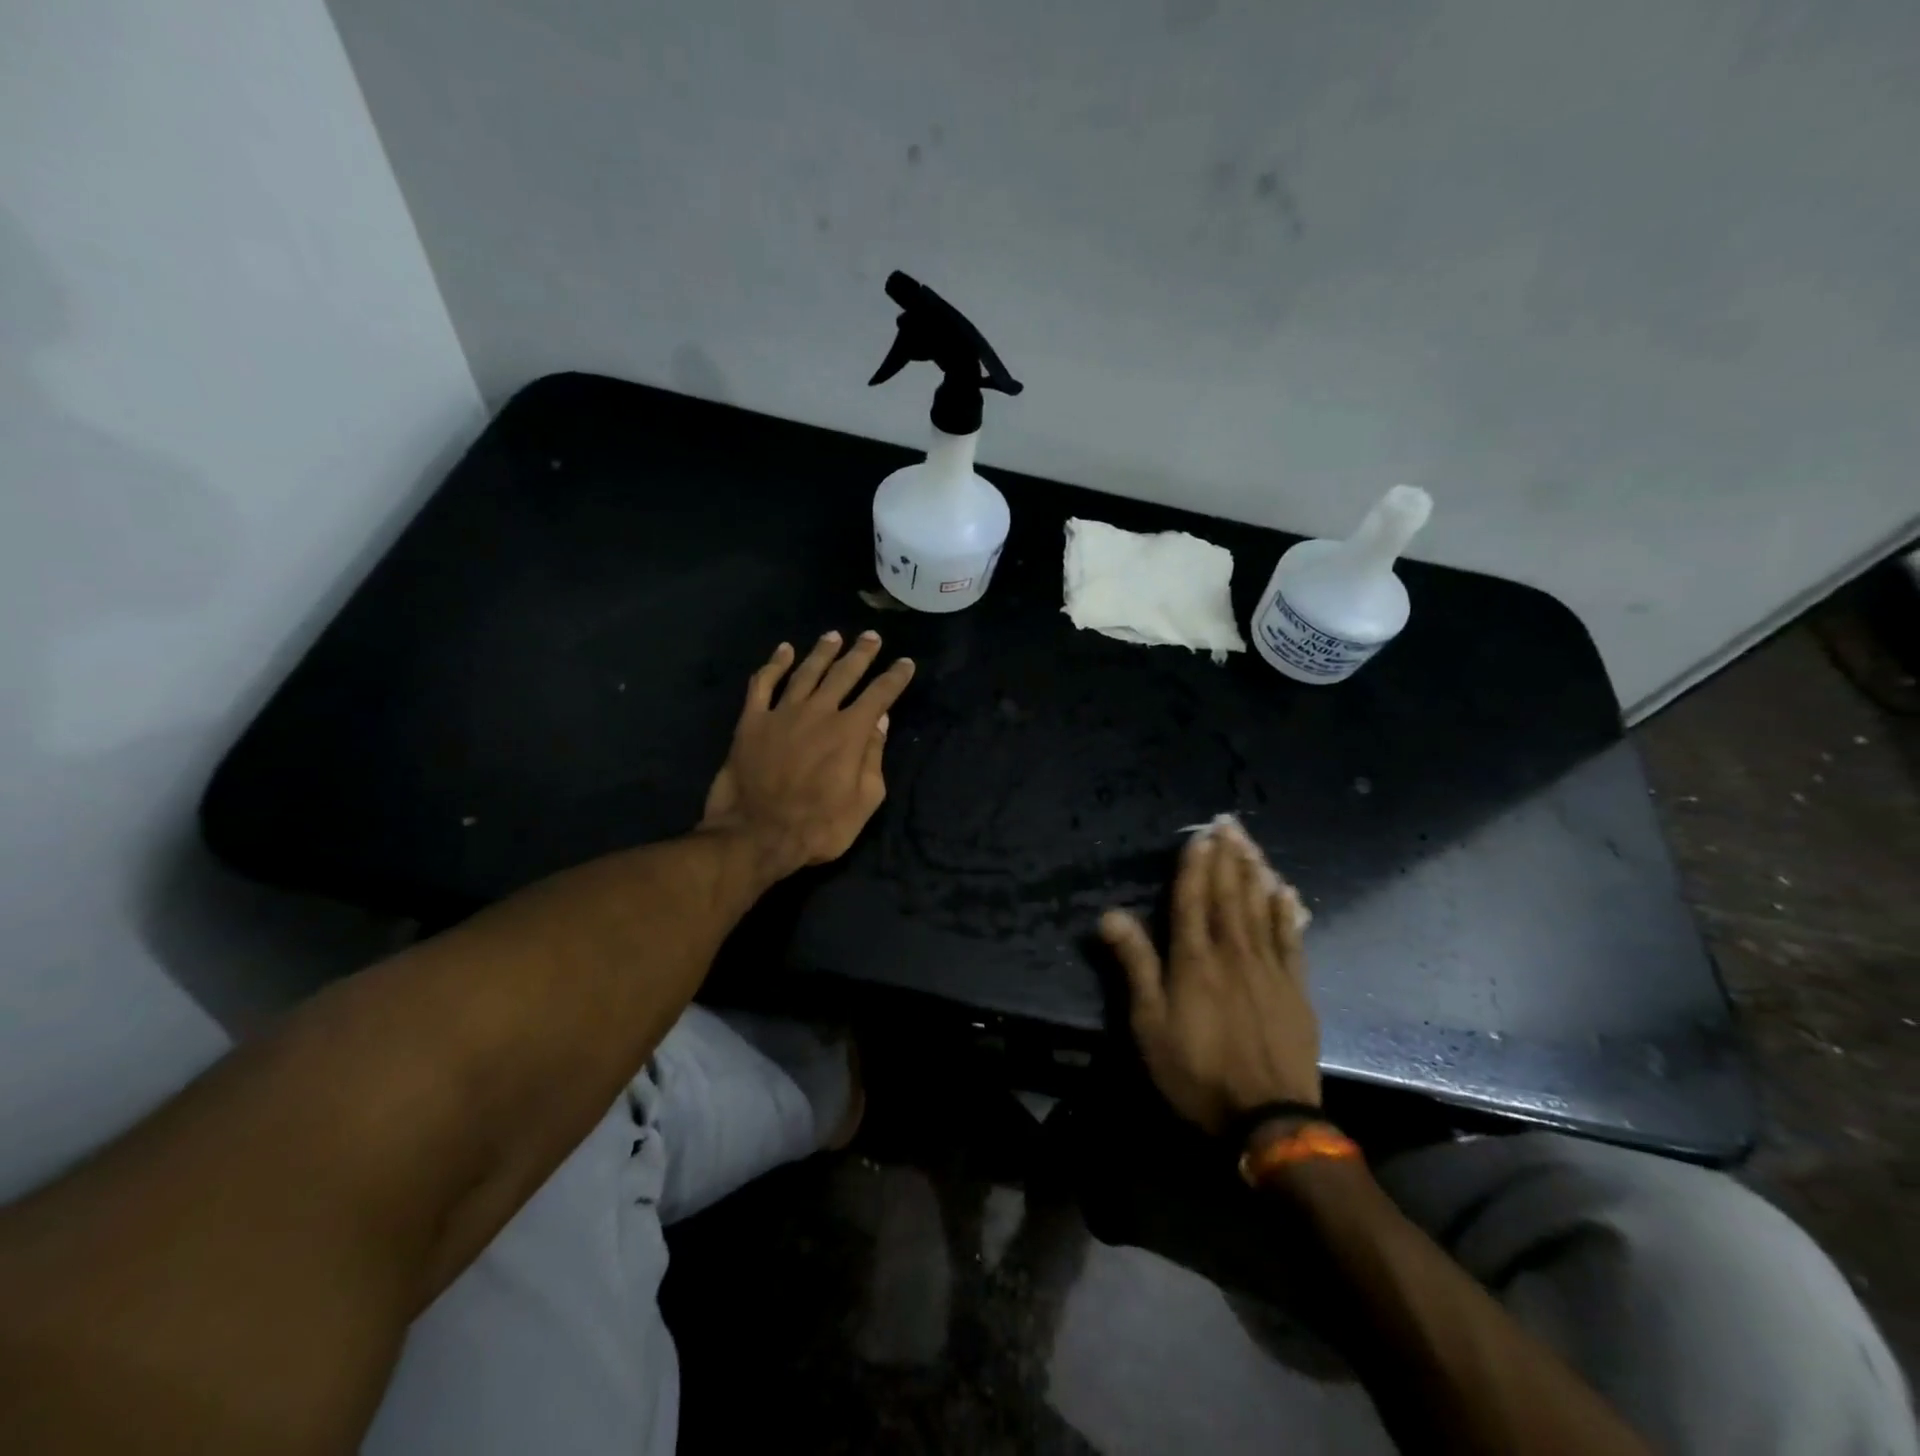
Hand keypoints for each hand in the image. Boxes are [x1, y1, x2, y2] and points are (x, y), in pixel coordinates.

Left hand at [700, 631, 915, 875]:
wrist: (757, 835)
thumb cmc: (819, 827)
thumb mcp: (864, 801)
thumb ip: (873, 757)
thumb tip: (880, 722)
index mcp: (850, 732)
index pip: (880, 695)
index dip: (895, 677)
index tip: (906, 663)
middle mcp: (819, 712)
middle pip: (844, 673)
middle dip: (861, 653)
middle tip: (871, 636)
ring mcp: (782, 713)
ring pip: (806, 672)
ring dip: (822, 652)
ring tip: (834, 635)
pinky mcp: (751, 721)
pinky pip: (762, 684)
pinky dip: (773, 664)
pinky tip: (783, 651)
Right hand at [1100, 816, 1319, 1135]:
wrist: (1268, 1120)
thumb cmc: (1196, 1072)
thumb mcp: (1149, 1024)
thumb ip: (1135, 965)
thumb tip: (1110, 914)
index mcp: (1194, 960)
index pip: (1192, 899)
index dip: (1194, 865)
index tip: (1198, 835)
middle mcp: (1233, 953)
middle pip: (1228, 895)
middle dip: (1227, 857)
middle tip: (1228, 822)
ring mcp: (1269, 969)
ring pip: (1260, 908)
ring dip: (1255, 872)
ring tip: (1252, 843)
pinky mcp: (1295, 990)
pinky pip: (1291, 940)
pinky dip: (1286, 913)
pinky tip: (1286, 892)